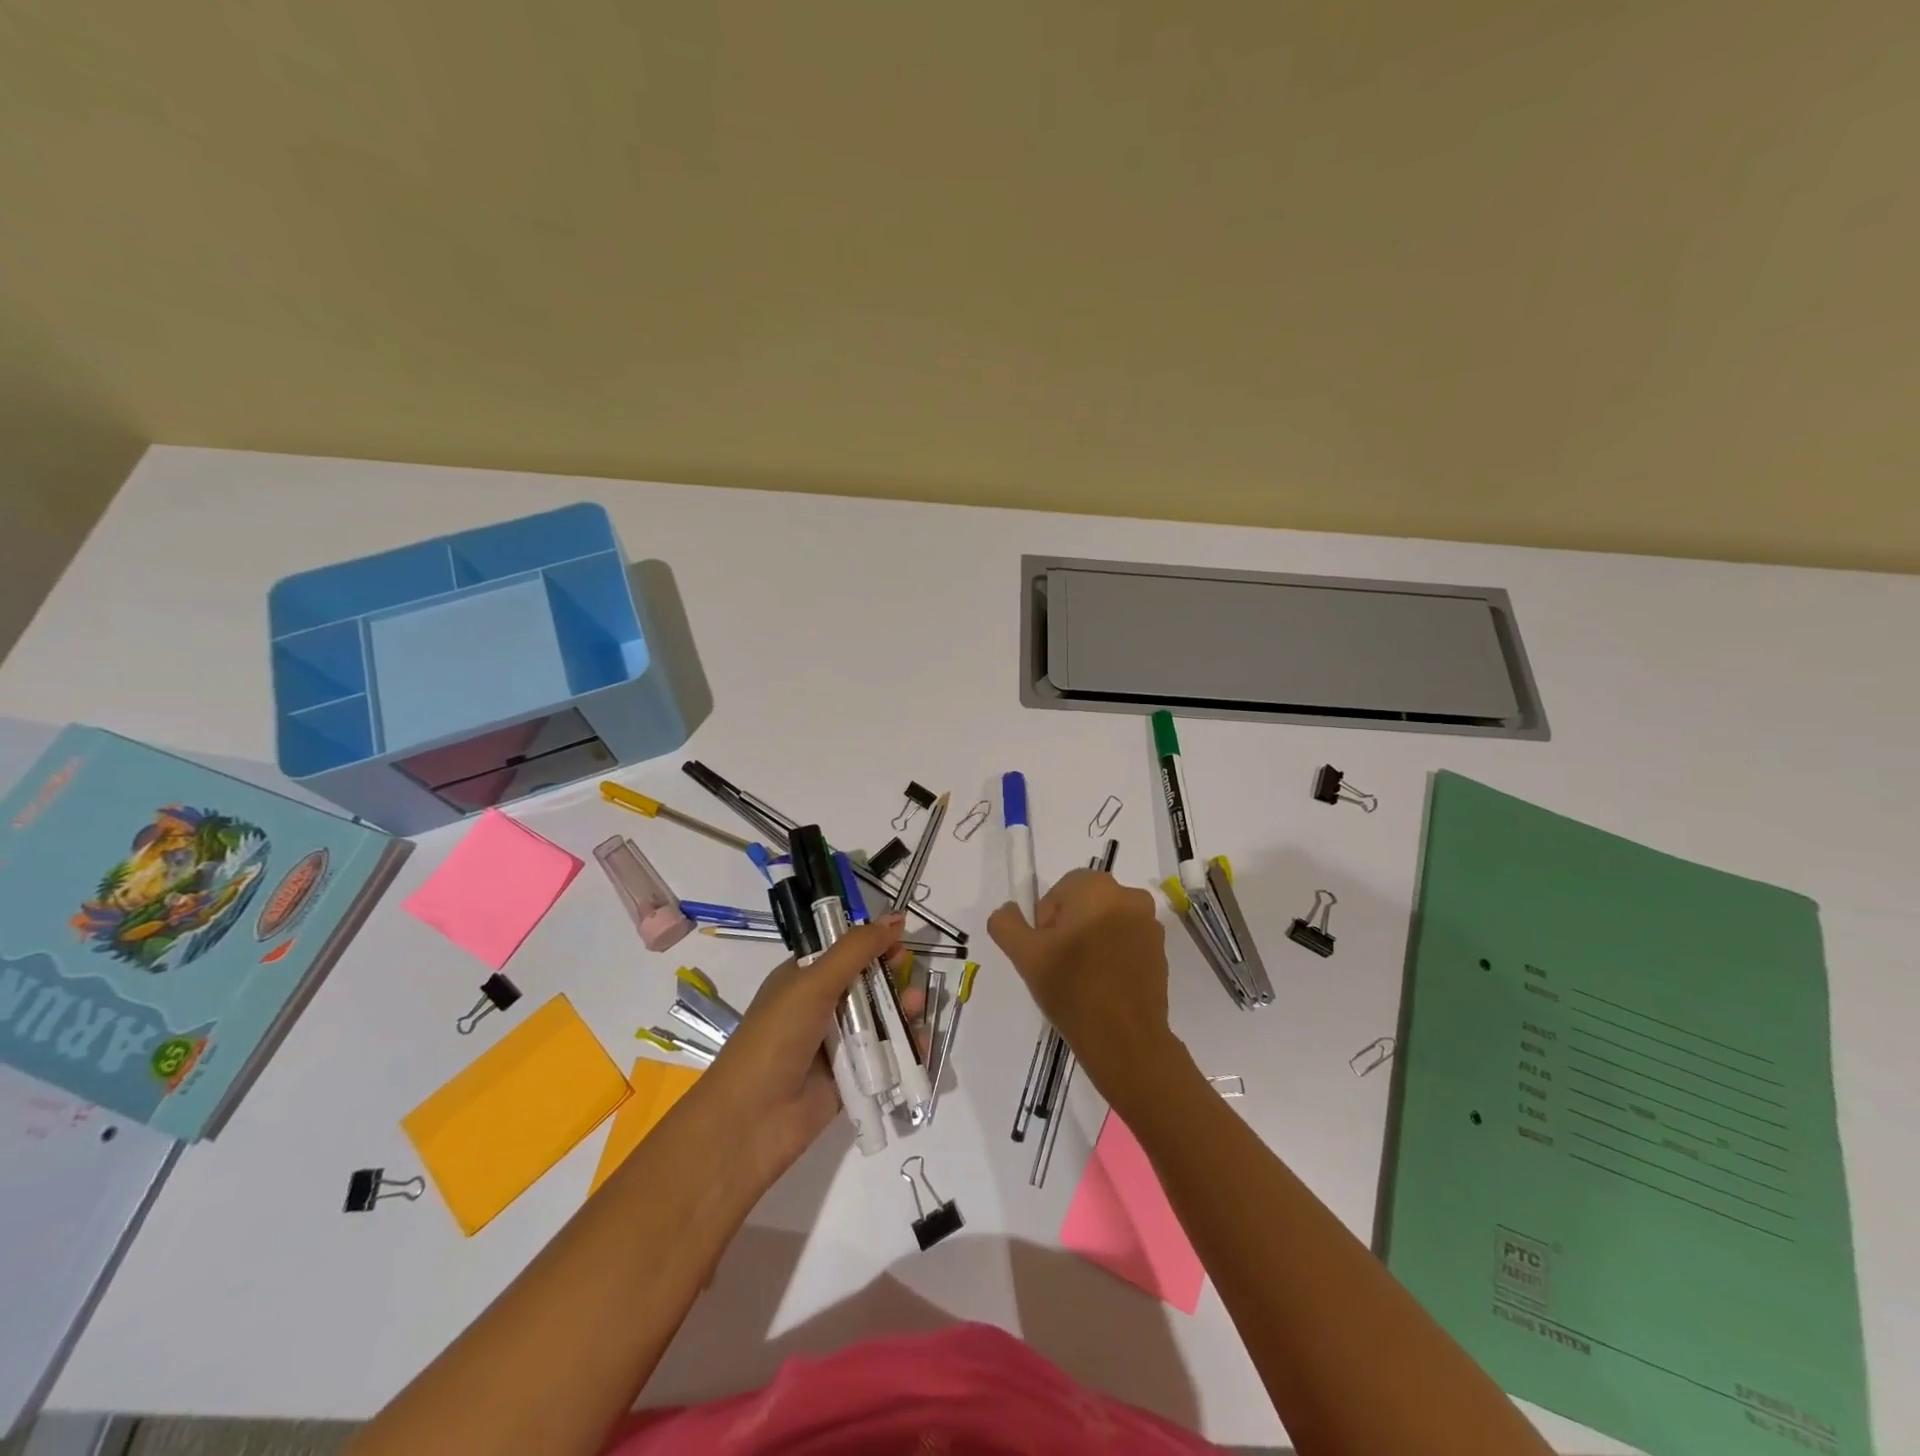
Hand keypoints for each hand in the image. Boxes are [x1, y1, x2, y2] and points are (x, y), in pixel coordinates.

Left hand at [701, 913, 921, 1188]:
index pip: (844, 950)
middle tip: (908, 974)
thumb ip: (856, 949)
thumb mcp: (814, 982)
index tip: (899, 939)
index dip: (872, 942)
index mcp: (803, 978)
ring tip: (916, 1007)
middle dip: (892, 975)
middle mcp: (819, 1007)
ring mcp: (836, 1044)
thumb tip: (896, 916)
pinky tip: (921, 1042)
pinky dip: (906, 1047)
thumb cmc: (777, 1037)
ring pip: (880, 1018)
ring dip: (902, 1009)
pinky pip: (885, 1055)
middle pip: (867, 982)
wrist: (751, 1120)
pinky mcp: (851, 1077)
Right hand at [988, 869, 1175, 1090]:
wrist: (1125, 1040)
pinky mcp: (1162, 951)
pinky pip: (1127, 941)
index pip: (1060, 891)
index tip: (1047, 951)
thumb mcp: (1025, 955)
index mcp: (1097, 888)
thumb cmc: (1072, 989)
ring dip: (1092, 940)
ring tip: (1082, 979)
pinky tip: (1104, 986)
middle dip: (1069, 928)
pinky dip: (1113, 954)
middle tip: (1060, 965)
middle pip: (1085, 903)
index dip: (1047, 920)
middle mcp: (1129, 897)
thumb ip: (1006, 924)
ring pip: (1106, 922)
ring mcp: (1150, 925)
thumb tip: (1007, 910)